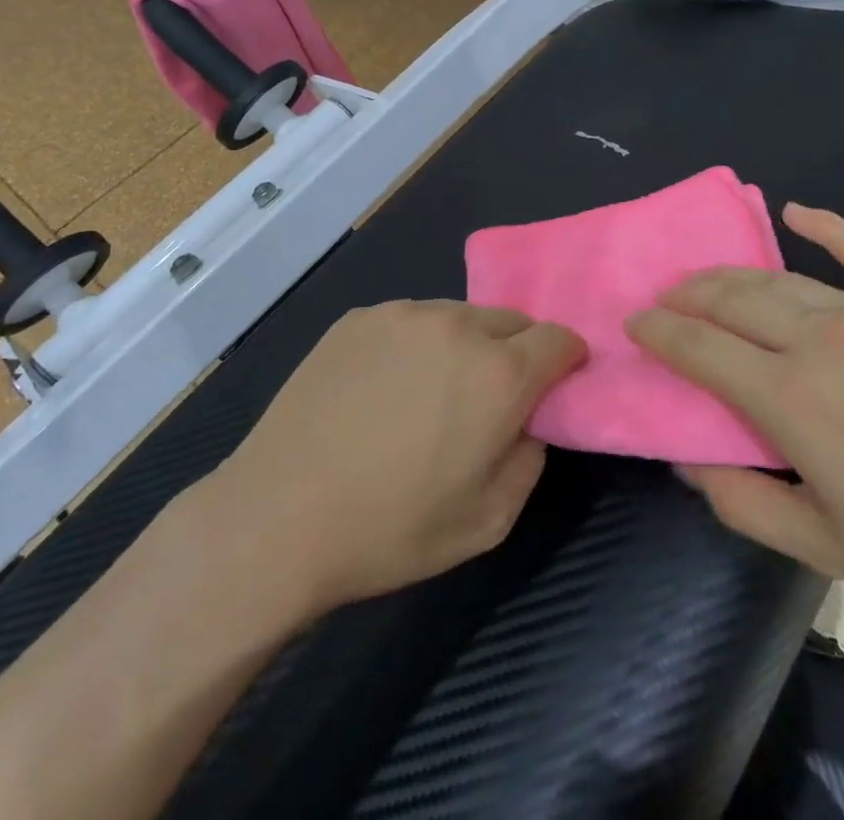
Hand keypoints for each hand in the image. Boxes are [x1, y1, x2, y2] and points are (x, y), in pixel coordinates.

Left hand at [188, 301, 584, 613]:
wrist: (278, 518)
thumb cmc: (392, 528)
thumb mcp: (489, 521)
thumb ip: (530, 458)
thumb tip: (529, 422)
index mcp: (500, 373)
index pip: (559, 338)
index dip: (566, 360)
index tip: (554, 385)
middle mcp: (457, 326)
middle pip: (511, 322)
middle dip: (515, 352)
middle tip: (486, 399)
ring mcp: (403, 314)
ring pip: (459, 316)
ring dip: (463, 346)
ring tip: (427, 394)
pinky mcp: (359, 317)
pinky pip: (409, 321)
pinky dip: (414, 345)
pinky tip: (381, 389)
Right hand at [628, 204, 843, 632]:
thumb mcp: (826, 550)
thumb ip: (743, 504)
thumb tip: (689, 461)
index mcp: (791, 398)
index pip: (700, 349)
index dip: (660, 332)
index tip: (634, 322)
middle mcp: (820, 339)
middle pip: (733, 300)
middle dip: (688, 295)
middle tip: (665, 298)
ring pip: (781, 278)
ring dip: (732, 274)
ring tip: (706, 277)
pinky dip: (827, 225)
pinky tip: (798, 212)